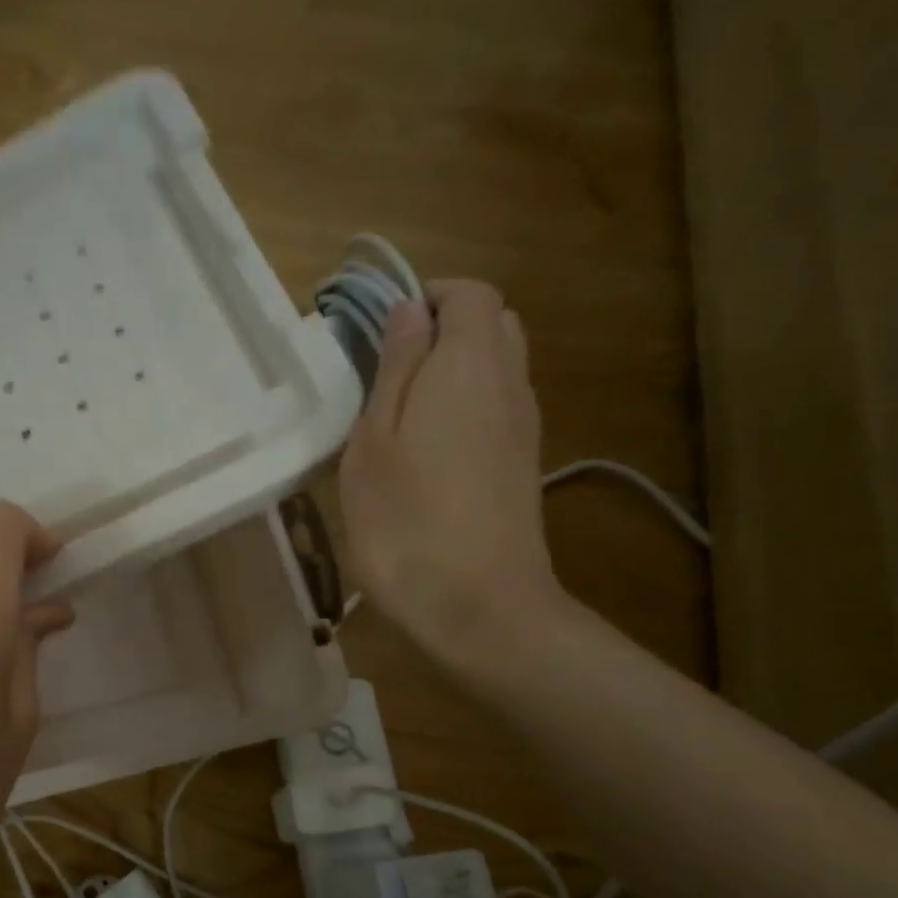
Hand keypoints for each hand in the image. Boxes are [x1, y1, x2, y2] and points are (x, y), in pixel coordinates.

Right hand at [338, 279, 560, 666]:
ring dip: (453, 370)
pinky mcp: (522, 464)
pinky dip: (467, 406)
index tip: (380, 329)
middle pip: (491, 324)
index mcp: (469, 364)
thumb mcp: (374, 443)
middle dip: (442, 329)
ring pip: (497, 367)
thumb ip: (393, 369)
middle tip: (387, 368)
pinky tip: (428, 451)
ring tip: (401, 412)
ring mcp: (523, 426)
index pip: (468, 293)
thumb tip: (408, 310)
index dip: (427, 297)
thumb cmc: (405, 522)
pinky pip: (498, 407)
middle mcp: (509, 382)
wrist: (476, 604)